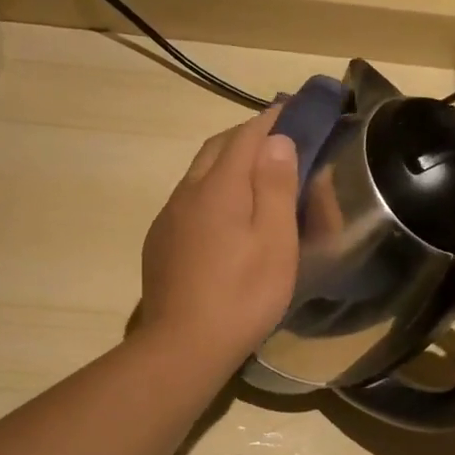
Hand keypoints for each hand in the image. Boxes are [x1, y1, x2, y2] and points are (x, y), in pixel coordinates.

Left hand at [137, 106, 299, 371]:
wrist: (183, 346)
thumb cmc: (242, 295)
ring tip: (255, 174)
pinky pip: (188, 201)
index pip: (247, 135)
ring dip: (227, 163)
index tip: (294, 108)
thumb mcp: (275, 242)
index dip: (273, 119)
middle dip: (248, 136)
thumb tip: (276, 140)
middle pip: (218, 148)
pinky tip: (224, 216)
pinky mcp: (160, 242)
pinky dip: (211, 191)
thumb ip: (276, 186)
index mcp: (219, 186)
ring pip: (199, 174)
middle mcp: (187, 192)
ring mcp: (168, 218)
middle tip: (278, 140)